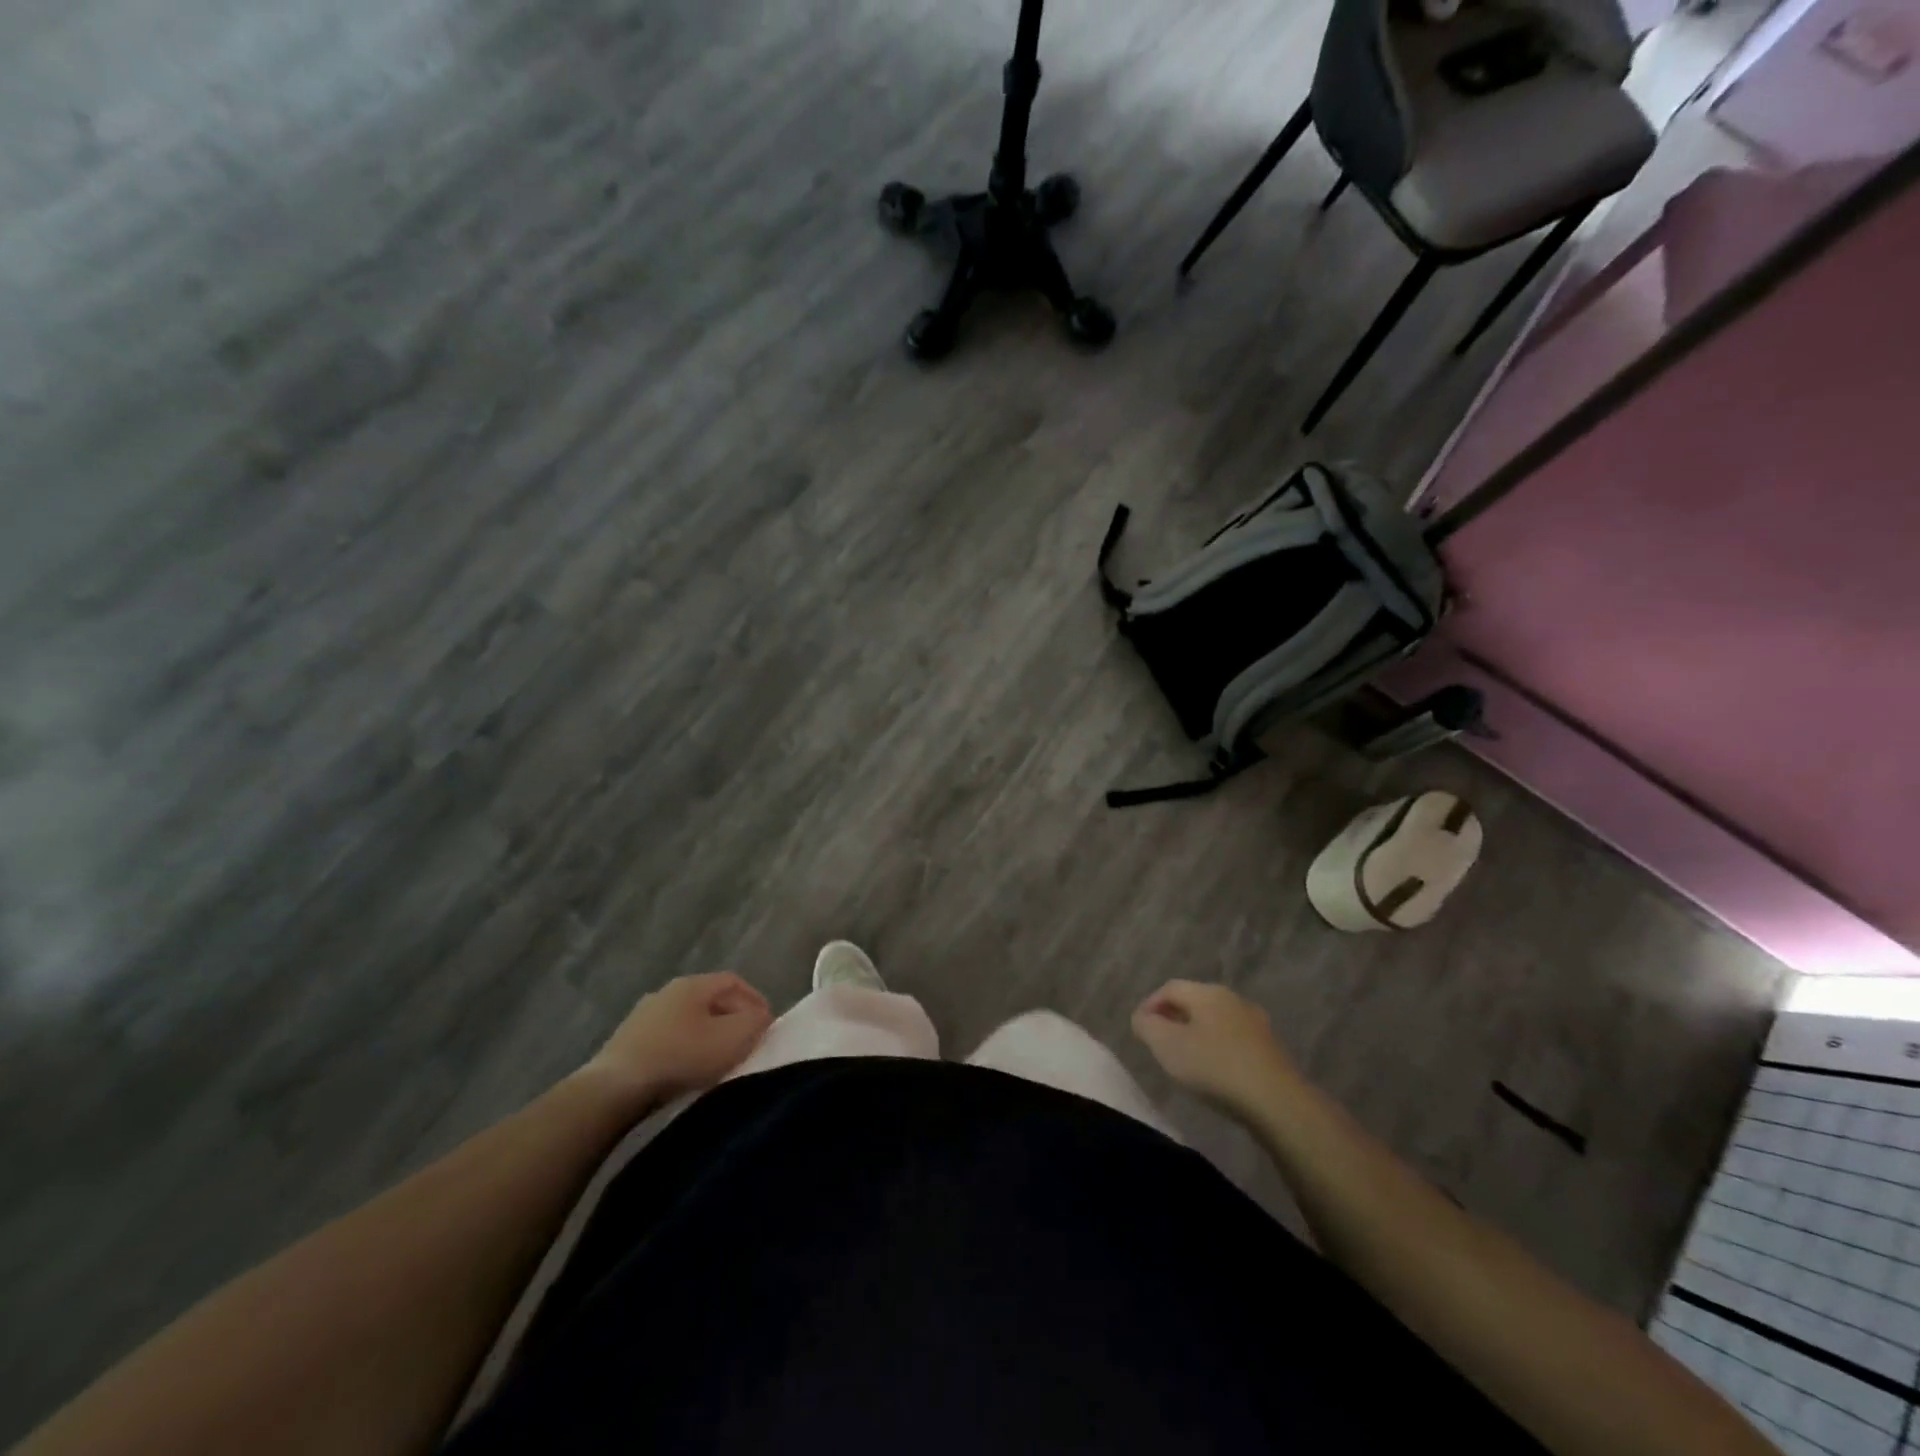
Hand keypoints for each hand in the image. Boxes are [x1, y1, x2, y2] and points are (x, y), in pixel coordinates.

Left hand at [582, 972, 772, 1104]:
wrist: (615, 1089)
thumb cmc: (682, 1056)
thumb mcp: (733, 1038)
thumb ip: (755, 1022)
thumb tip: (761, 1017)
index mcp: (693, 984)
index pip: (734, 981)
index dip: (755, 999)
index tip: (768, 1025)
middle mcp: (666, 992)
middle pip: (710, 999)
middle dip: (732, 1017)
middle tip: (747, 1041)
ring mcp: (642, 1017)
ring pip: (687, 1020)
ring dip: (706, 1035)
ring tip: (718, 1059)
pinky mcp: (626, 1044)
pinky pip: (667, 1040)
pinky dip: (684, 1049)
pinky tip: (687, 1070)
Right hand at [1131, 980, 1297, 1110]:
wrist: (1277, 1101)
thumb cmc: (1215, 1067)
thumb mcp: (1167, 1046)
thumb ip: (1147, 1026)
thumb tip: (1142, 1017)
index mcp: (1207, 992)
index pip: (1169, 988)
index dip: (1150, 1005)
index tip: (1140, 1029)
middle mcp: (1233, 999)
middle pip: (1194, 1002)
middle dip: (1173, 1019)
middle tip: (1159, 1043)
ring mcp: (1256, 1023)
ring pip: (1215, 1021)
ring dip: (1196, 1034)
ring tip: (1186, 1060)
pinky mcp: (1270, 1048)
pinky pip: (1234, 1040)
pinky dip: (1218, 1049)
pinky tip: (1215, 1072)